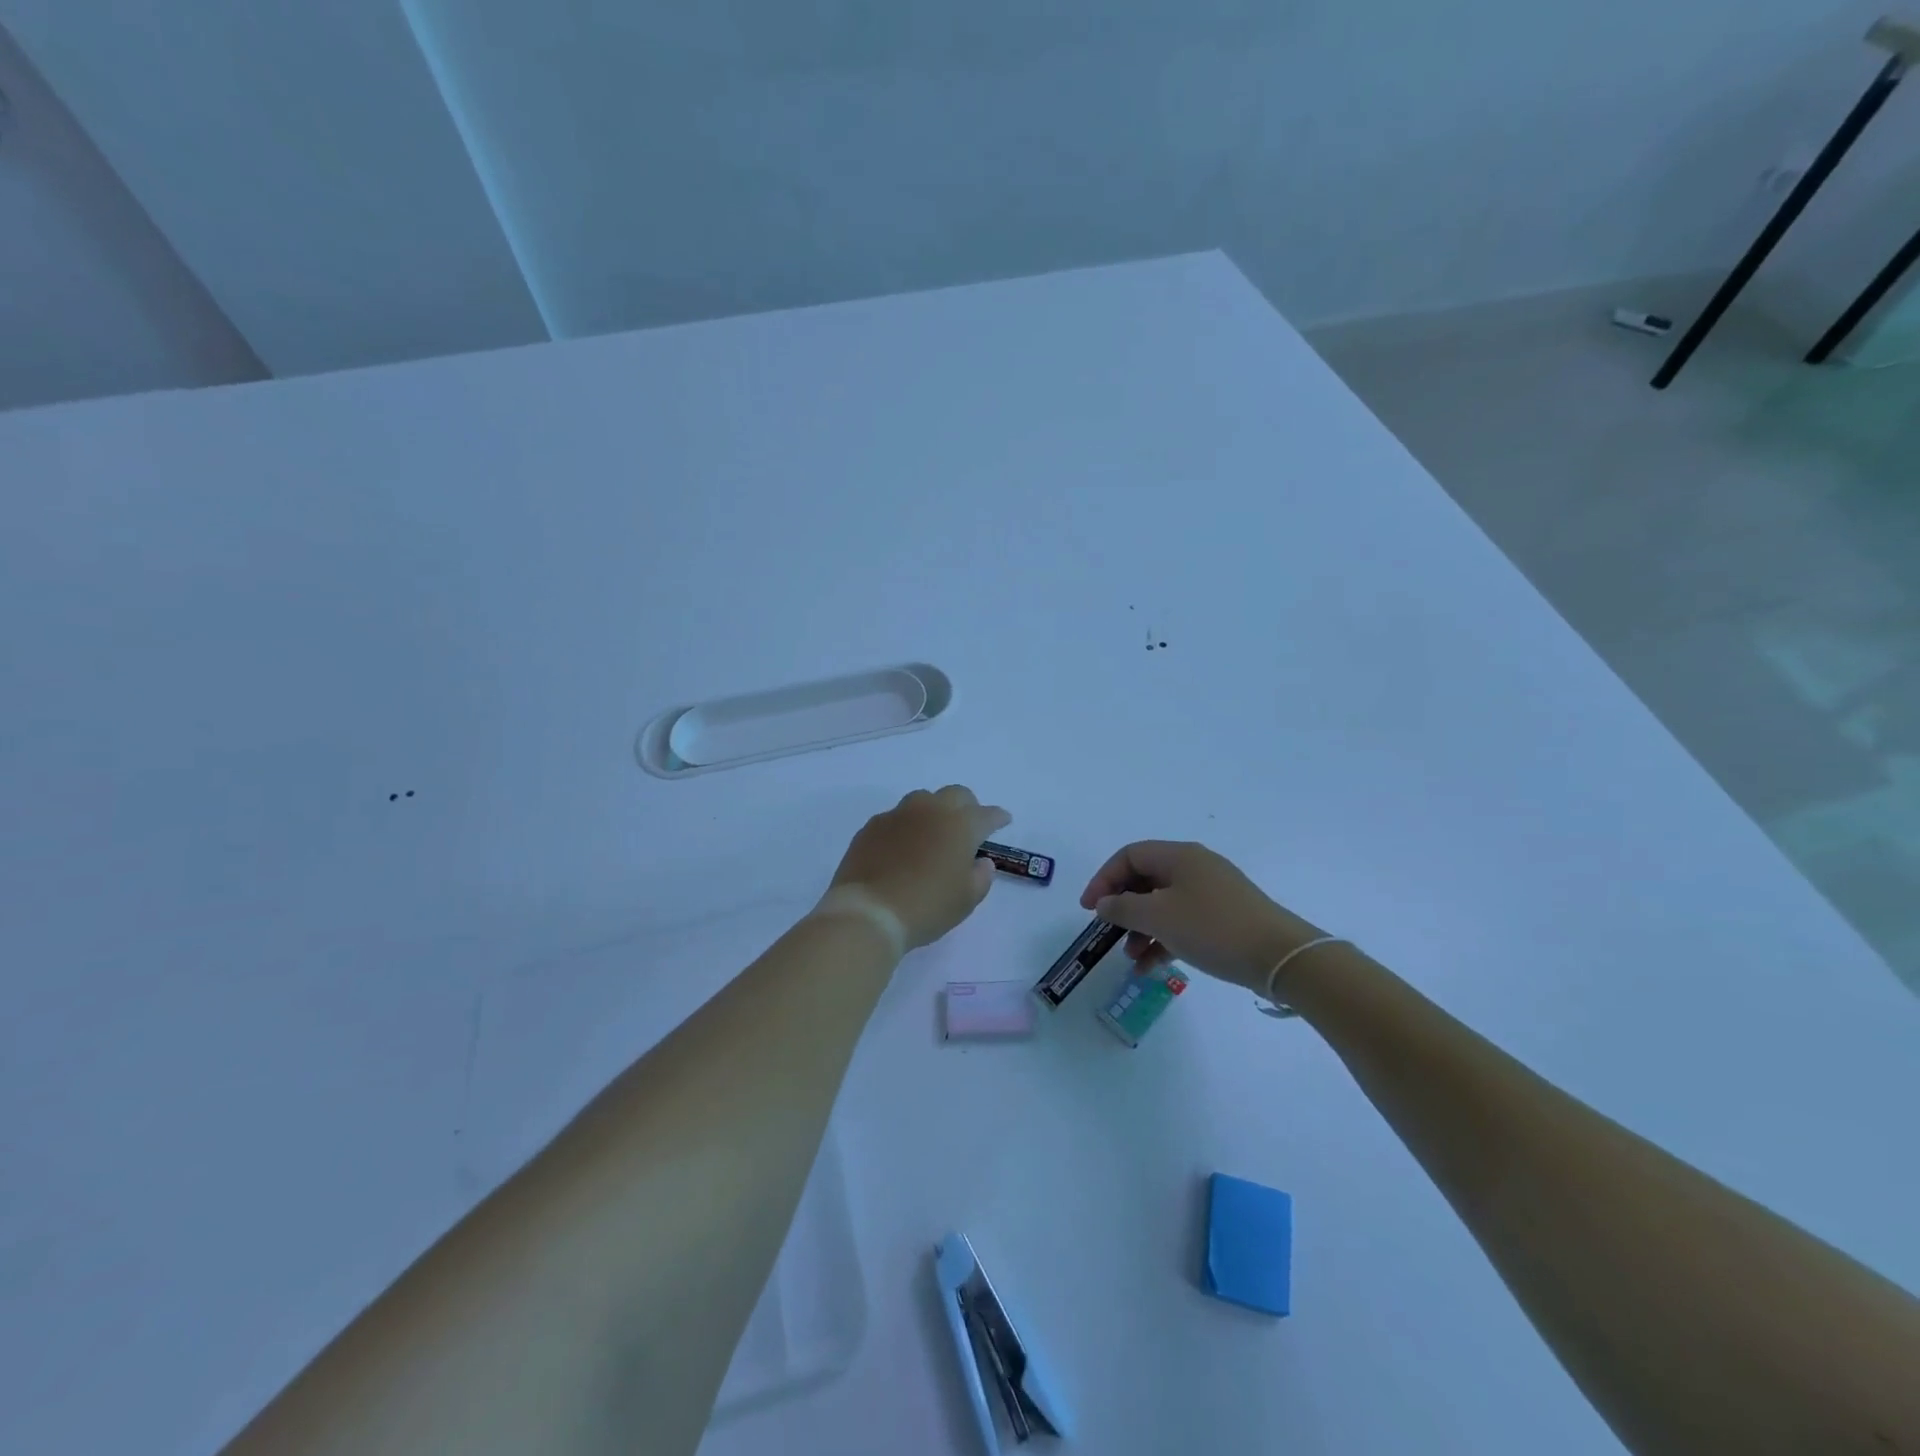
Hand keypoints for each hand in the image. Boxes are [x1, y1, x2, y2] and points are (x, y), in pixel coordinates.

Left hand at [827, 786, 1011, 950]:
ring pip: (923, 799)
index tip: (1003, 821)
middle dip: (968, 806)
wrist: (869, 912)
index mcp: (960, 825)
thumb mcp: (966, 899)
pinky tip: (903, 846)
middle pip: (956, 794)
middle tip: (969, 825)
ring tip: (933, 833)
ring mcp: (898, 815)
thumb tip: (981, 862)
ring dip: (935, 810)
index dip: (998, 818)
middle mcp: (931, 810)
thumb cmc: (927, 907)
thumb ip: (981, 876)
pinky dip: (907, 826)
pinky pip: (897, 817)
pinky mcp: (873, 826)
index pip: (987, 814)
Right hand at [1081, 840, 1323, 991]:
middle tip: (1107, 932)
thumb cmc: (1213, 928)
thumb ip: (1123, 909)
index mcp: (1179, 856)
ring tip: (1130, 958)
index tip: (1089, 909)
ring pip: (1163, 903)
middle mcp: (1195, 867)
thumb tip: (1103, 904)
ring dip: (1141, 928)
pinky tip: (1151, 966)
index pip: (1129, 856)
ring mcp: (1212, 892)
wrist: (1281, 957)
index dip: (1104, 879)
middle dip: (1122, 907)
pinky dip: (1164, 939)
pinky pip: (1183, 921)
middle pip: (1145, 879)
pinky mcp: (1225, 917)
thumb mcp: (1159, 918)